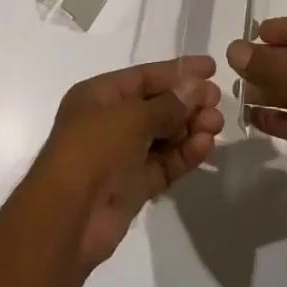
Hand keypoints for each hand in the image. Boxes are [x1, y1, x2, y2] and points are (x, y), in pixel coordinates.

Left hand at [29, 55, 223, 267]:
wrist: (68, 218)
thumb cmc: (94, 149)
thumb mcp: (132, 116)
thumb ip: (168, 104)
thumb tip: (195, 89)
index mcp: (99, 95)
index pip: (144, 76)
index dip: (178, 70)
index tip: (211, 68)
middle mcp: (109, 121)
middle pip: (157, 105)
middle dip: (188, 102)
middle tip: (218, 101)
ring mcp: (121, 155)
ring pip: (164, 136)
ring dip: (190, 128)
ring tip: (216, 125)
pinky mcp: (133, 186)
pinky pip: (164, 164)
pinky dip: (185, 154)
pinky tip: (206, 146)